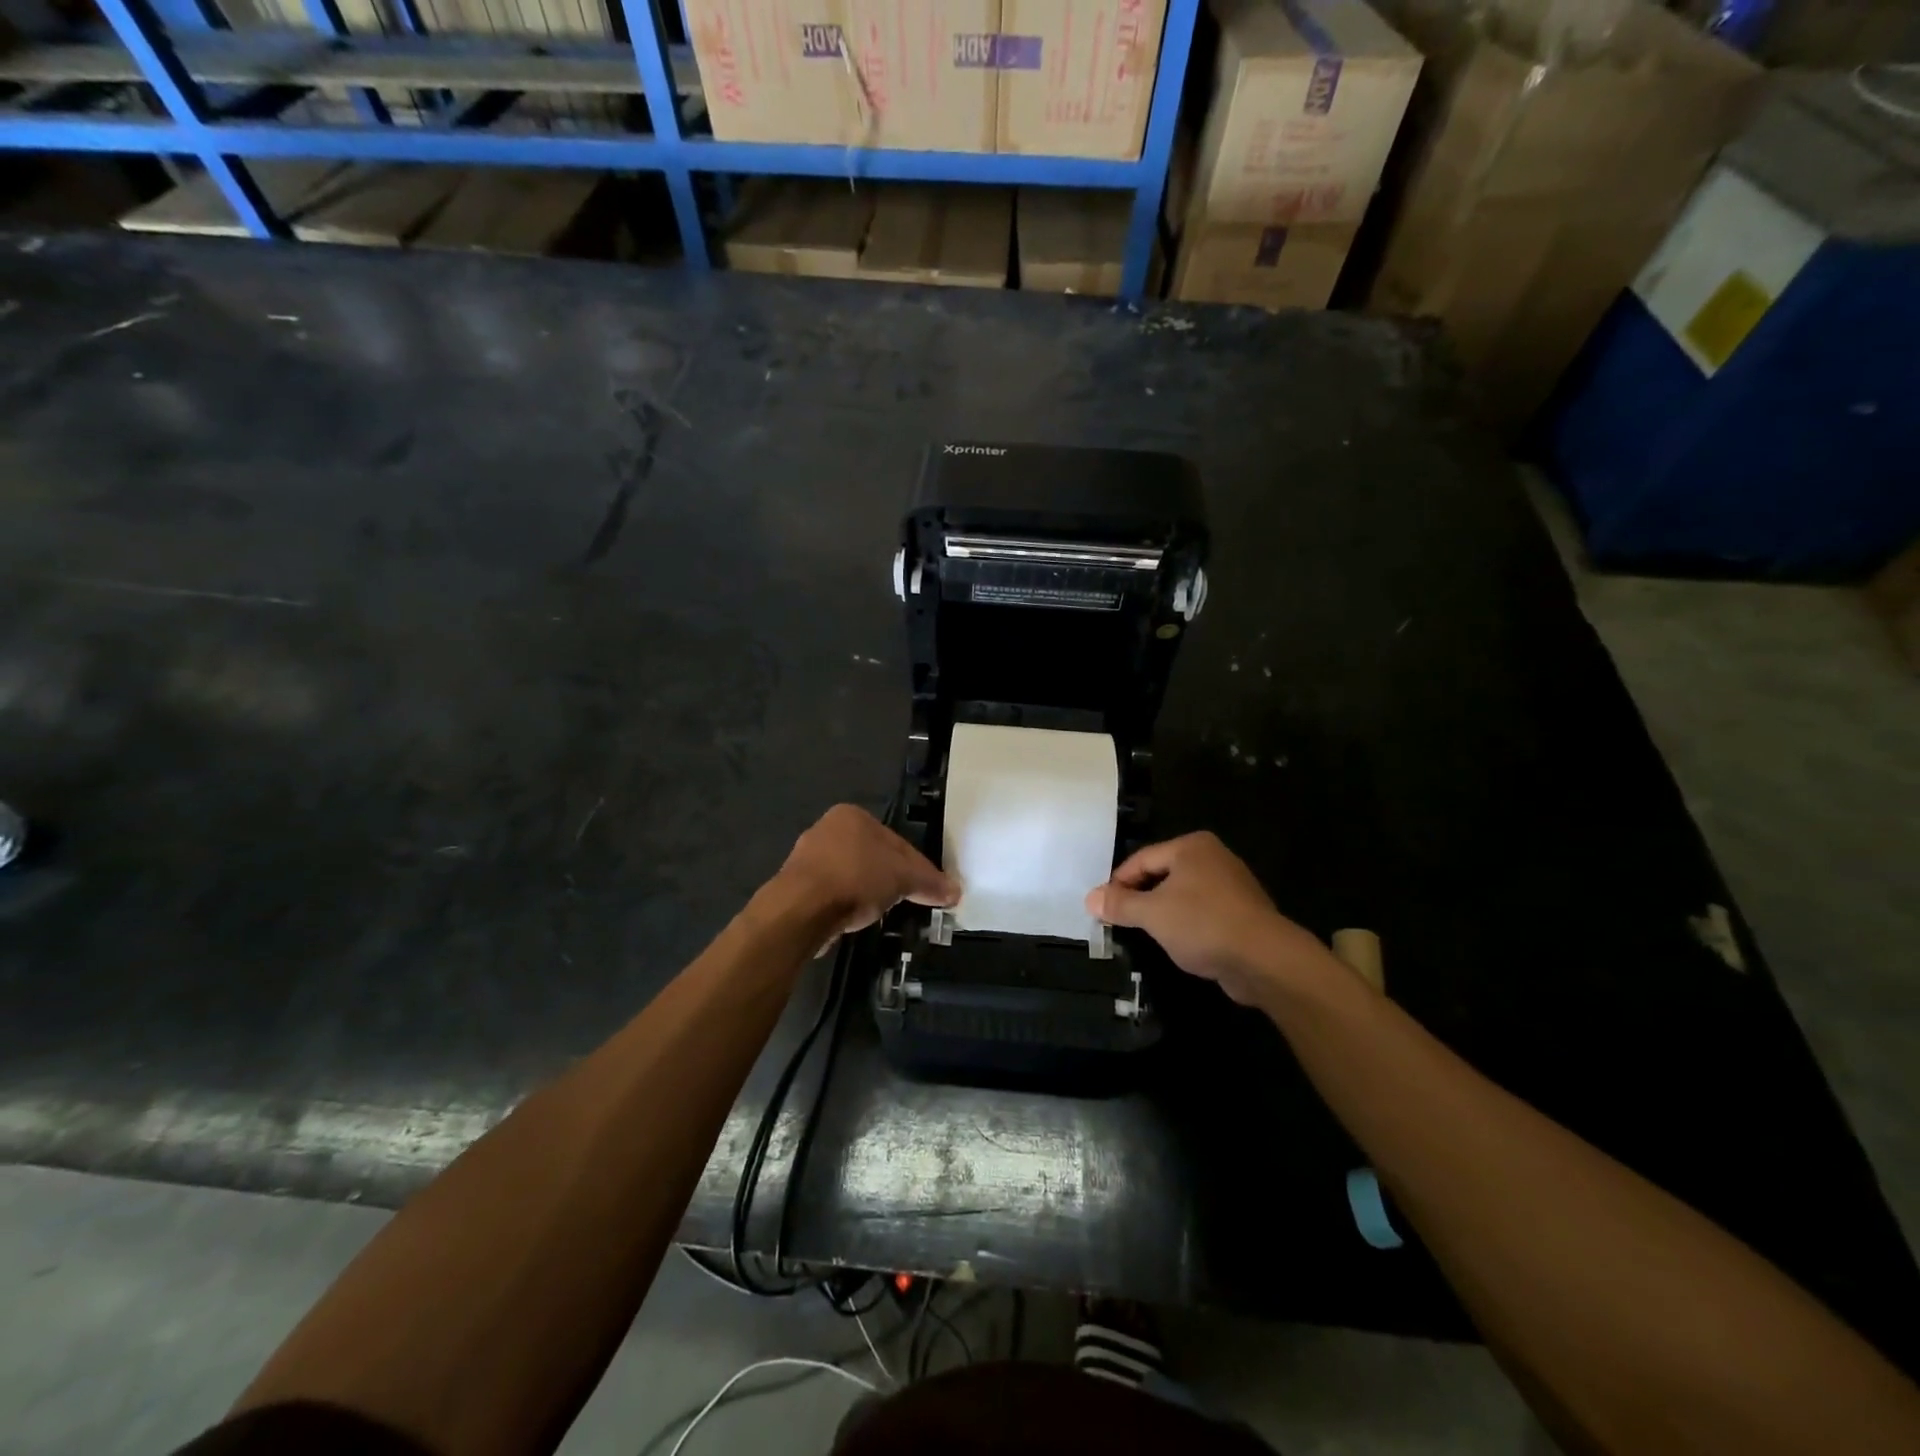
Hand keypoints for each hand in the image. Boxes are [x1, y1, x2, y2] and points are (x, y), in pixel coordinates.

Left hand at [772, 804, 957, 938]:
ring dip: (867, 892)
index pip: (897, 841)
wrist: (801, 909)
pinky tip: (854, 919)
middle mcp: (827, 828)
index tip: (930, 890)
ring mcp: (807, 858)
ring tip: (881, 913)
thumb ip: (930, 883)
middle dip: (891, 879)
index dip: (918, 867)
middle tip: (908, 902)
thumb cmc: (856, 878)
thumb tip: (956, 891)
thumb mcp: (903, 879)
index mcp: (852, 816)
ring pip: (852, 875)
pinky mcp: (796, 886)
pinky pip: (832, 893)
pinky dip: (846, 904)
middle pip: (873, 856)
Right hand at [1085, 832, 1335, 1006]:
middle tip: (1118, 920)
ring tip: (1144, 934)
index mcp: (1191, 847)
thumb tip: (1090, 898)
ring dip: (1162, 913)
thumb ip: (1120, 904)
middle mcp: (1213, 858)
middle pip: (1162, 875)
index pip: (1141, 859)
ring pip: (1182, 895)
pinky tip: (1178, 944)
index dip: (1118, 883)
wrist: (1265, 960)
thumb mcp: (1152, 914)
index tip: (1101, 907)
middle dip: (1139, 898)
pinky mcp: (1242, 913)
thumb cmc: (1203, 924)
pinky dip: (1186, 925)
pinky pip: (1202, 913)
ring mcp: (1231, 885)